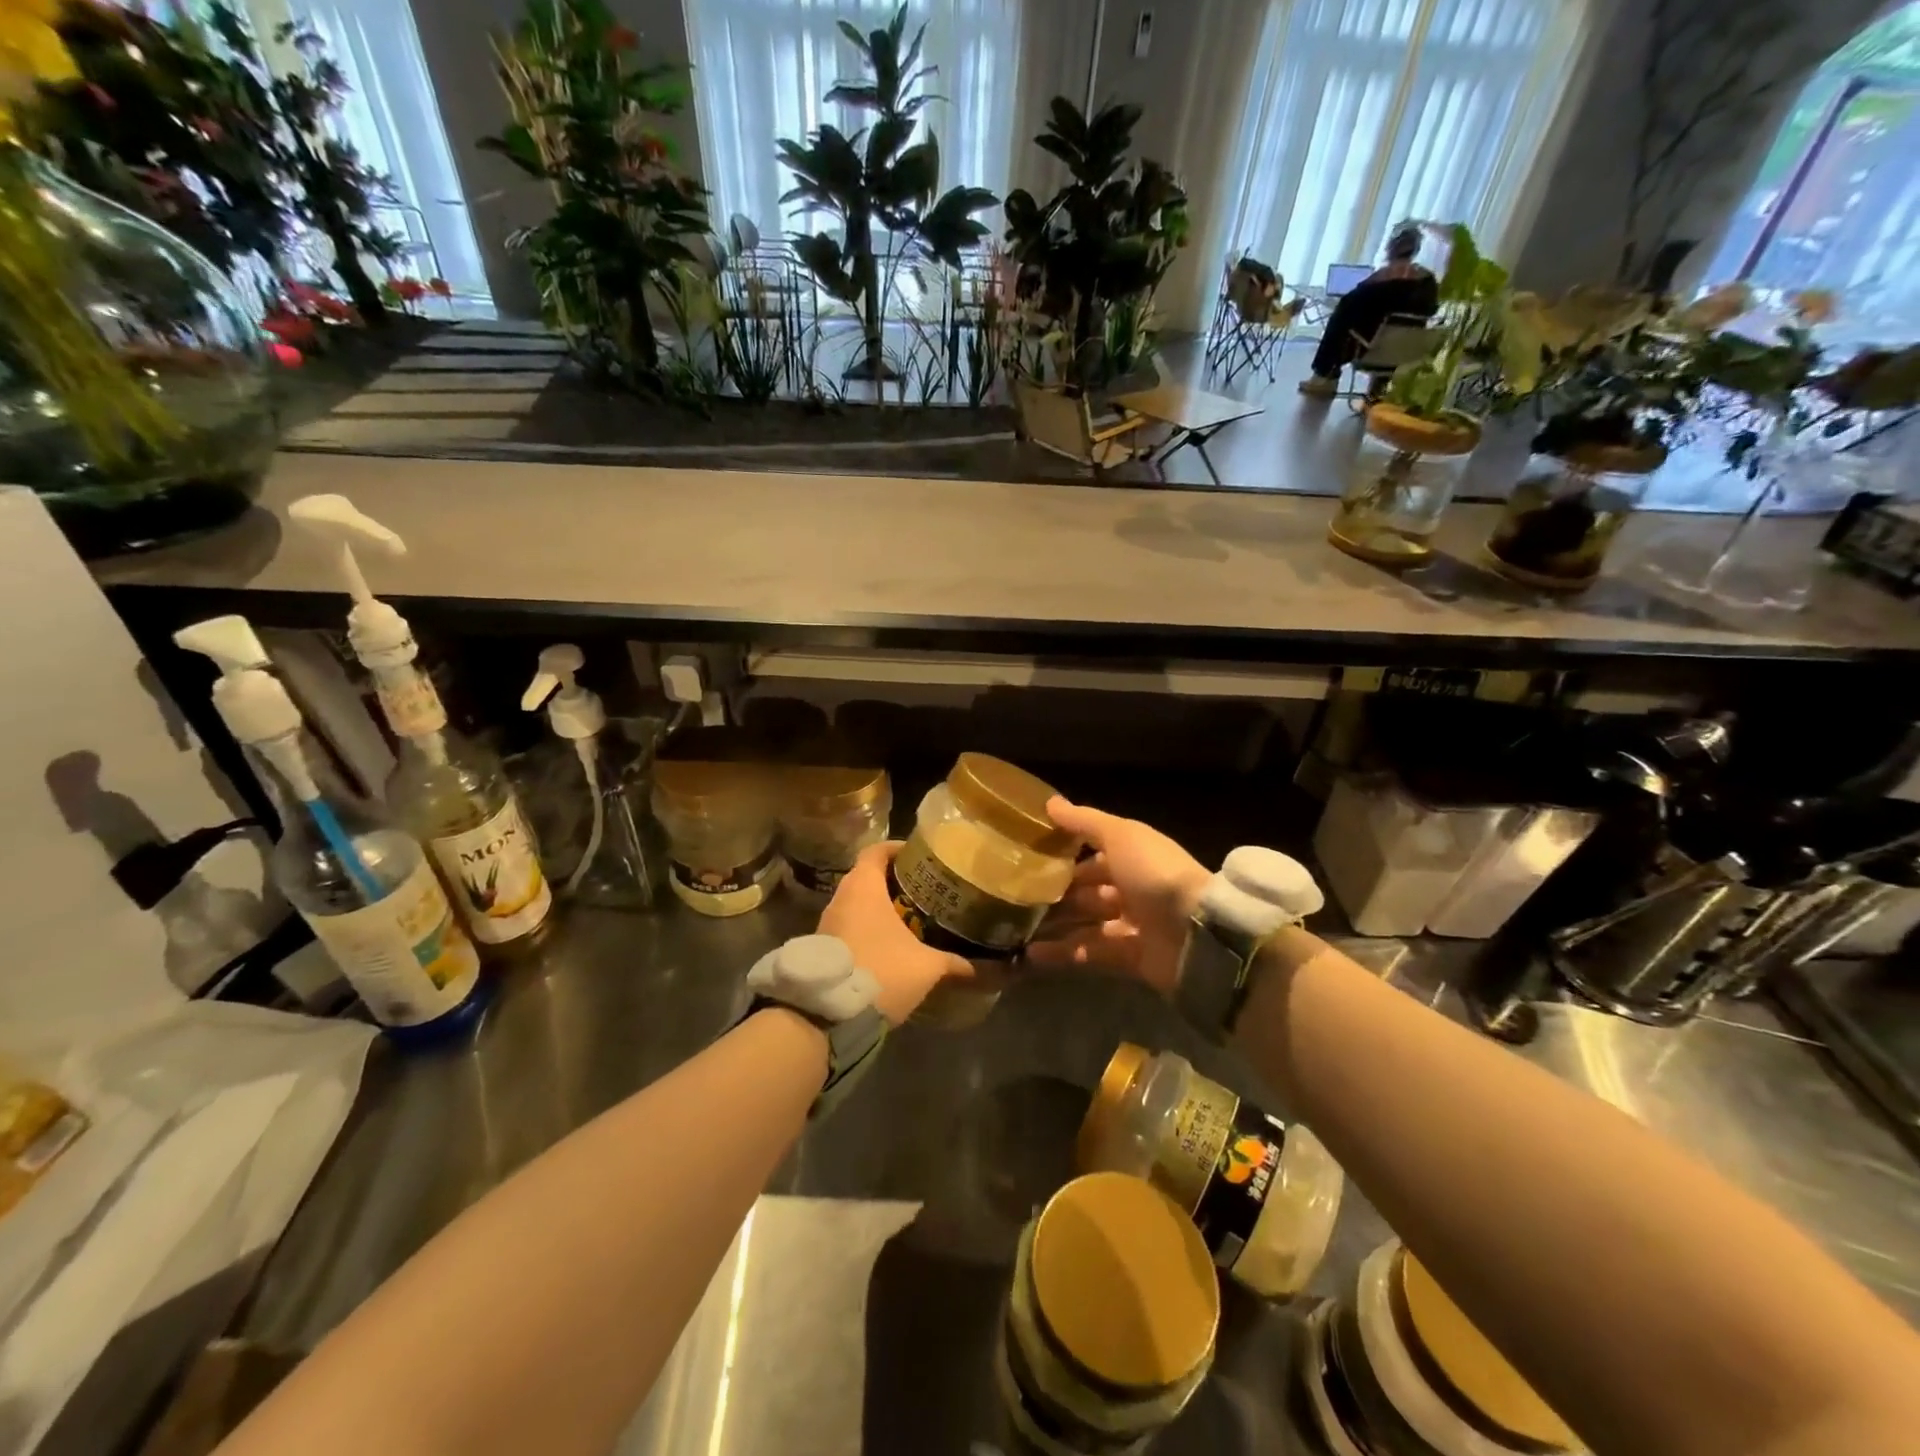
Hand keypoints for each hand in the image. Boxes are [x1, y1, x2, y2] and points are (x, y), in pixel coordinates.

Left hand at [818, 842, 970, 1024]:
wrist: (830, 1014)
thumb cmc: (882, 971)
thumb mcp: (925, 967)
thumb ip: (950, 962)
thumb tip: (973, 967)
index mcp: (864, 888)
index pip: (876, 851)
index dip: (896, 848)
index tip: (917, 854)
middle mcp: (841, 898)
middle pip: (866, 876)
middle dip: (891, 879)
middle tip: (919, 887)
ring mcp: (827, 923)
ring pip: (855, 903)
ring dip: (877, 906)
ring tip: (907, 915)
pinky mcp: (823, 947)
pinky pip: (847, 925)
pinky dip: (866, 927)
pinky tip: (887, 943)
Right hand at [1027, 797, 1209, 997]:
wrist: (1198, 934)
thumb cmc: (1155, 874)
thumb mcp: (1120, 836)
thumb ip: (1084, 821)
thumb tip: (1050, 802)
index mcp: (1134, 856)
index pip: (1094, 853)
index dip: (1064, 854)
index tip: (1028, 856)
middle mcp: (1134, 889)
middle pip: (1088, 890)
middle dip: (1057, 892)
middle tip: (1017, 896)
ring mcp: (1134, 925)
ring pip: (1086, 922)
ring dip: (1055, 924)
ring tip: (1017, 926)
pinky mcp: (1131, 959)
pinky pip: (1091, 954)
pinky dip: (1064, 954)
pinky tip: (1032, 953)